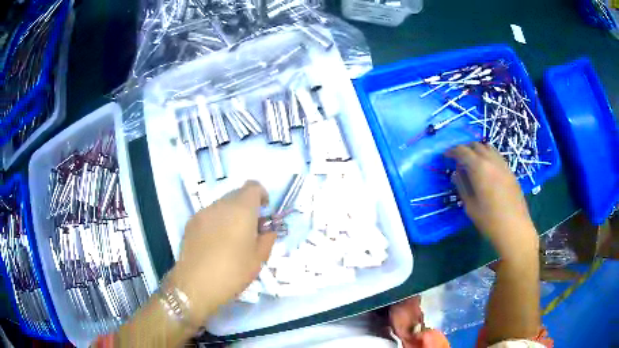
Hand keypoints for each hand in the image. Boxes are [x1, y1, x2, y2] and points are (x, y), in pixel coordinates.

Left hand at [168, 181, 275, 325]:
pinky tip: (215, 244)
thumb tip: (267, 229)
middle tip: (250, 230)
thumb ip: (267, 238)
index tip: (264, 212)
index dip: (261, 195)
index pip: (253, 187)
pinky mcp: (191, 223)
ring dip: (231, 215)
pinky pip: (209, 216)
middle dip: (247, 207)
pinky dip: (217, 222)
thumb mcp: (259, 259)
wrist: (196, 284)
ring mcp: (203, 213)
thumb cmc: (233, 272)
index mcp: (241, 209)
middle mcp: (221, 205)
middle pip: (237, 195)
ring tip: (231, 240)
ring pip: (222, 205)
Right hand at [446, 143, 537, 258]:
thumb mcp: (470, 205)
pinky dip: (488, 156)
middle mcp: (491, 160)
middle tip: (458, 158)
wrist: (514, 227)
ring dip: (477, 150)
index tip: (445, 156)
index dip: (452, 151)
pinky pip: (496, 156)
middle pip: (476, 145)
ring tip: (472, 161)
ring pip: (488, 147)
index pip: (462, 151)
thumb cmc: (489, 220)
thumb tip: (456, 173)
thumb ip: (462, 186)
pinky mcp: (510, 171)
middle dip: (465, 149)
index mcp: (479, 168)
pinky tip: (486, 169)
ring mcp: (503, 164)